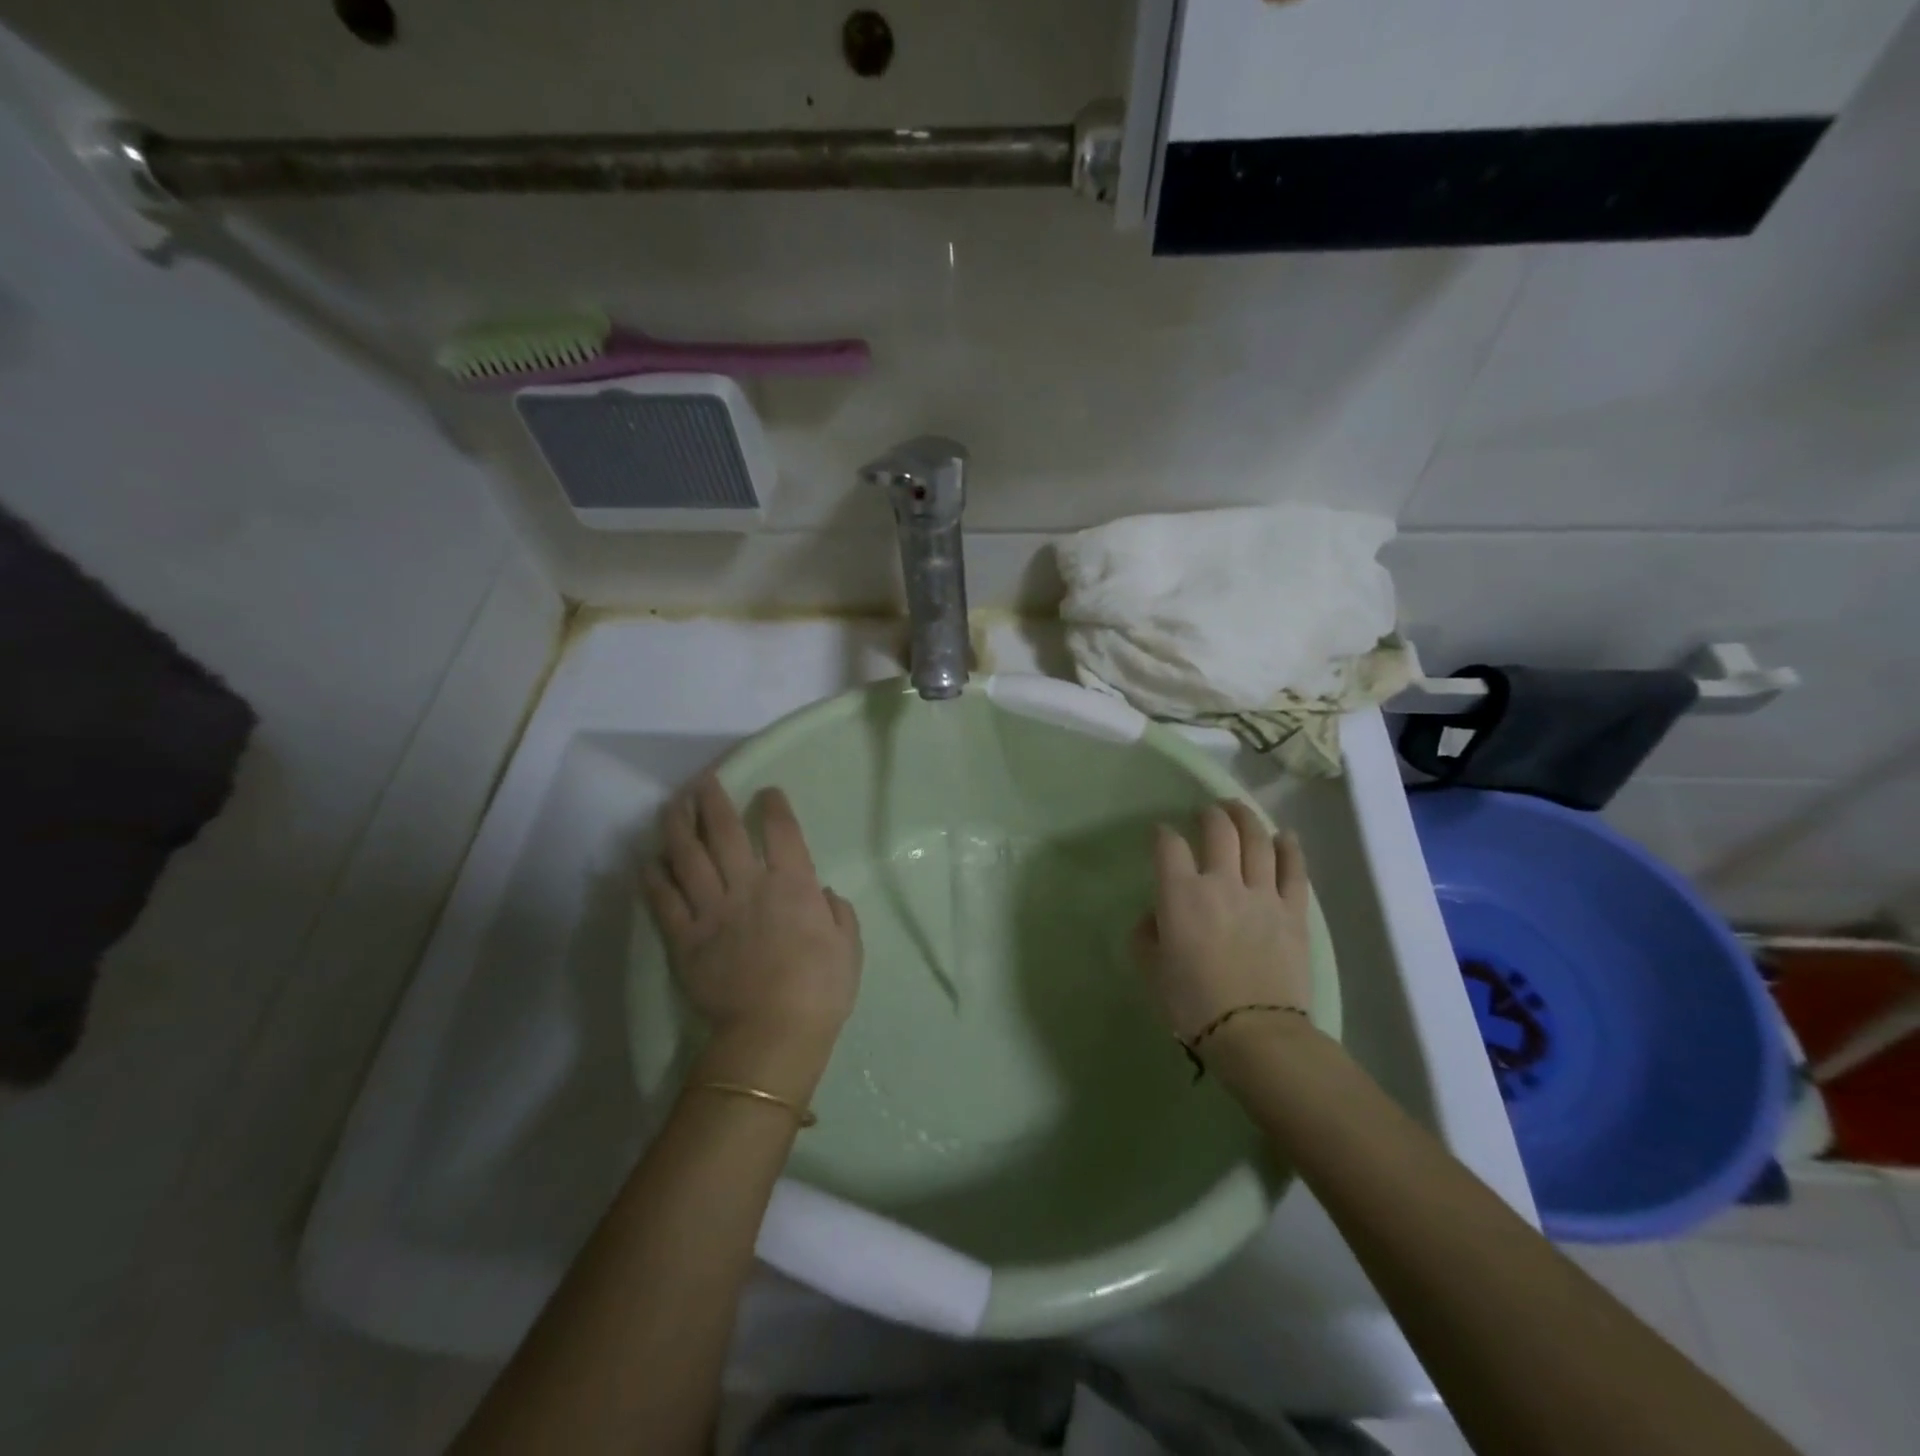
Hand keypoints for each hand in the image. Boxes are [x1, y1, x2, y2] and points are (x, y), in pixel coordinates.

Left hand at [642, 777, 861, 1073]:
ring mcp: (712, 910)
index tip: (767, 792)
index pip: (782, 832)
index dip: (774, 806)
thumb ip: (838, 912)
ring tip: (673, 806)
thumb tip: (821, 893)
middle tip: (705, 781)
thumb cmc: (821, 989)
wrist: (774, 1033)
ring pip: (689, 857)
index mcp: (793, 886)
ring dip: (679, 826)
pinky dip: (654, 878)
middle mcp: (748, 886)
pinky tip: (649, 860)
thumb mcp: (848, 946)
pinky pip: (664, 901)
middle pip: (725, 832)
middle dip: (714, 801)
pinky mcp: (685, 938)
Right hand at [1132, 800, 1313, 1042]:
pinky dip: (1290, 848)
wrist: (1254, 1033)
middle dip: (1209, 814)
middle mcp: (1222, 882)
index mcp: (1181, 894)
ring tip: (1238, 810)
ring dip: (1247, 819)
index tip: (1160, 835)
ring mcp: (1262, 894)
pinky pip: (1294, 870)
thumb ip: (1147, 933)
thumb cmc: (1192, 1003)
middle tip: (1206, 812)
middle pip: (1218, 830)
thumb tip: (1158, 915)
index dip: (1162, 834)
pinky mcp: (1293, 912)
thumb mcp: (1150, 968)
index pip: (1169, 846)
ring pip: (1258, 841)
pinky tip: (1285, 836)